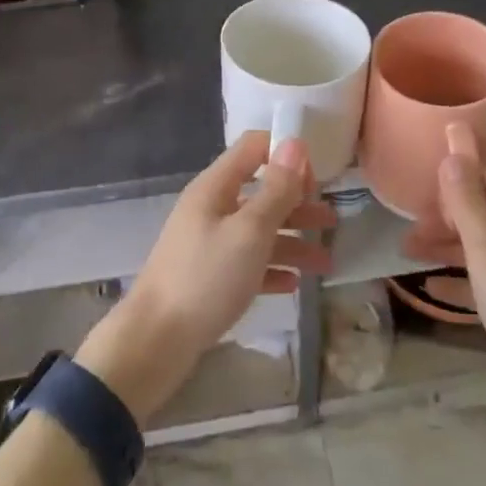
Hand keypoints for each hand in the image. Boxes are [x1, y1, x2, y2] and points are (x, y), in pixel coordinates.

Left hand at [76, 132, 335, 423]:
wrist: (155, 342)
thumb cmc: (206, 278)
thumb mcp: (249, 231)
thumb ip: (276, 189)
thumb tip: (295, 144)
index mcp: (216, 187)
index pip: (254, 147)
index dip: (286, 155)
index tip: (316, 181)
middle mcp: (212, 208)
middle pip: (261, 193)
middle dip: (298, 205)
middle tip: (331, 222)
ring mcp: (209, 243)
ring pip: (258, 232)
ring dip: (293, 242)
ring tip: (326, 263)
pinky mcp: (209, 277)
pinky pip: (248, 264)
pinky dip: (272, 269)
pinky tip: (293, 284)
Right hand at [403, 125, 485, 397]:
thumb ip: (467, 203)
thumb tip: (455, 150)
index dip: (454, 177)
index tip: (419, 181)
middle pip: (483, 215)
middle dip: (444, 218)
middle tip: (408, 226)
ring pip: (484, 248)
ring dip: (448, 248)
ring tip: (409, 253)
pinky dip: (463, 279)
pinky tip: (434, 289)